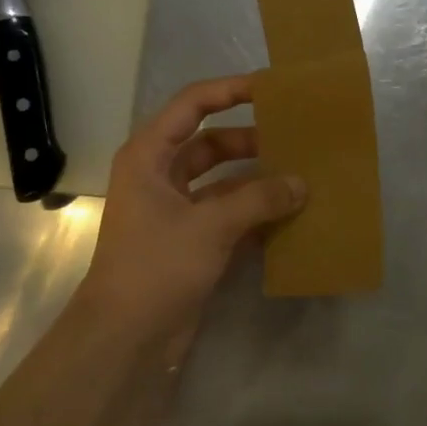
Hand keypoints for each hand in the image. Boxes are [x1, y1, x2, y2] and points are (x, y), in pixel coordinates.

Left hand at [78, 75, 304, 365]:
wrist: (124, 337)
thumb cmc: (156, 266)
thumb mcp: (209, 226)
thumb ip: (258, 200)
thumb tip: (301, 184)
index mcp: (149, 156)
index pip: (192, 105)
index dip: (229, 91)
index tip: (271, 88)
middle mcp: (160, 177)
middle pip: (212, 143)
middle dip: (252, 141)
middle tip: (296, 139)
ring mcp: (175, 211)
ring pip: (223, 182)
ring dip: (257, 180)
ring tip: (301, 177)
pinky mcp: (190, 241)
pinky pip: (228, 215)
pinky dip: (255, 214)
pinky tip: (289, 217)